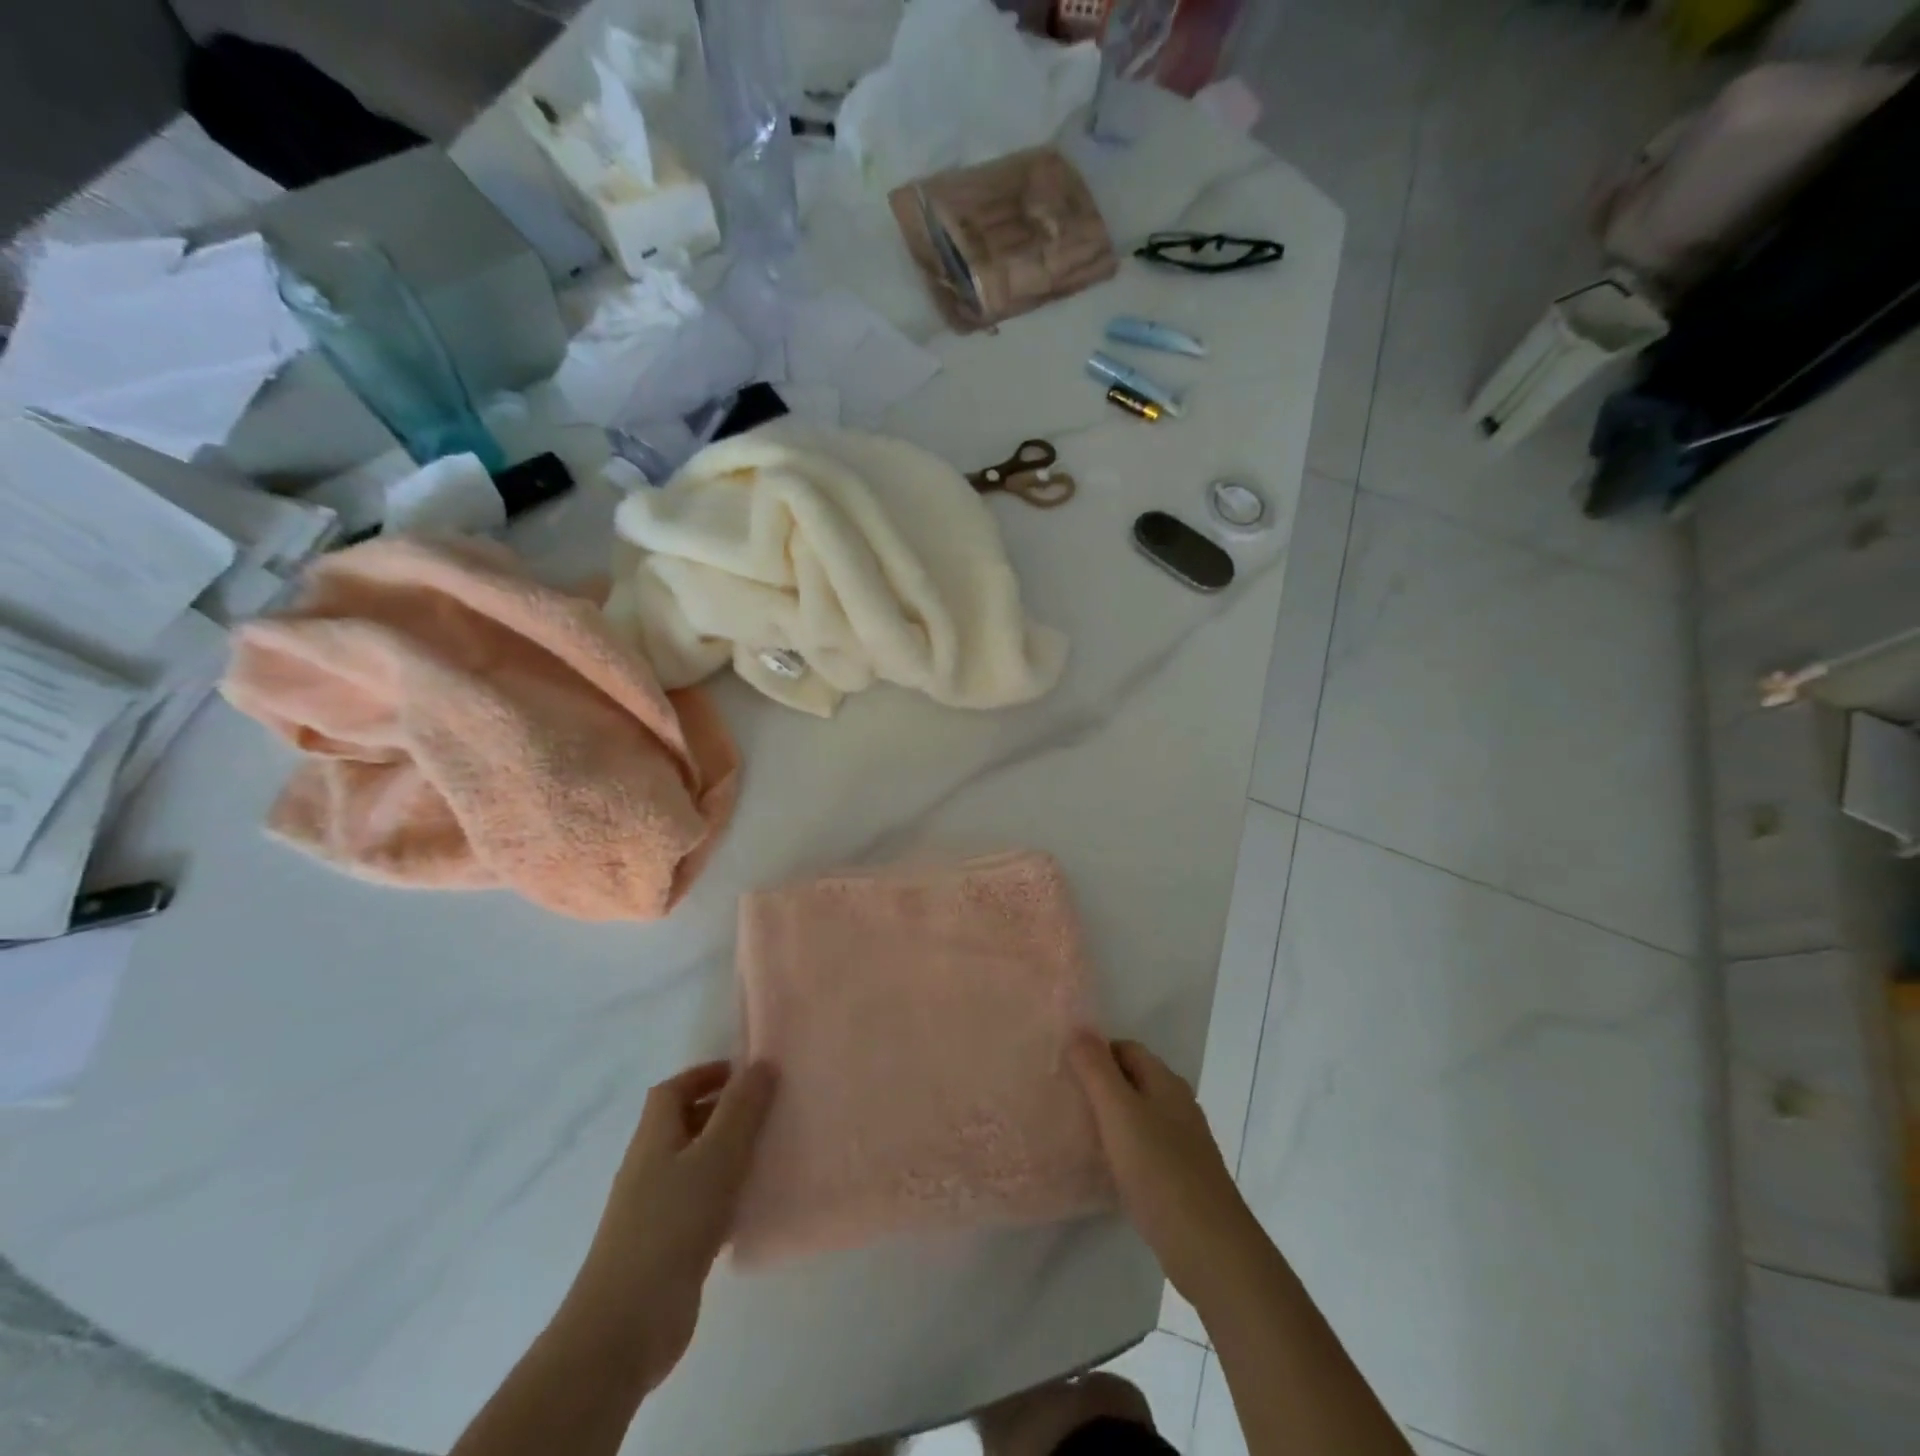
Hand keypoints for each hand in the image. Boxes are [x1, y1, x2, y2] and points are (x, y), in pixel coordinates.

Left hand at [567, 1059, 776, 1386]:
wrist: (624, 1328)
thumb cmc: (671, 1226)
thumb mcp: (716, 1157)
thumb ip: (741, 1110)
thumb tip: (761, 1063)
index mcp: (654, 1138)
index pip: (673, 1091)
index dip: (704, 1075)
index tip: (744, 1073)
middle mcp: (650, 1168)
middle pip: (684, 1125)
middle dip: (723, 1111)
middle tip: (768, 1109)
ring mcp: (654, 1210)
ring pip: (695, 1165)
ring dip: (728, 1154)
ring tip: (770, 1151)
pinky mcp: (666, 1247)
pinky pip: (700, 1205)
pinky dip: (726, 1196)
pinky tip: (753, 1206)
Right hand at [1068, 1033, 1261, 1304]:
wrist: (1211, 1250)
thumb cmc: (1161, 1171)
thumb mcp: (1119, 1113)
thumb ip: (1096, 1070)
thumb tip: (1077, 1027)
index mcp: (1166, 1082)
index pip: (1125, 1048)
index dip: (1094, 1052)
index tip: (1063, 1068)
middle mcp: (1178, 1105)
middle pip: (1133, 1080)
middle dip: (1100, 1084)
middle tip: (1063, 1098)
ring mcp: (1184, 1143)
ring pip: (1139, 1115)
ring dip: (1110, 1118)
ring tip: (1075, 1130)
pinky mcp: (1181, 1178)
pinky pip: (1145, 1148)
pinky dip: (1123, 1149)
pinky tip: (1103, 1167)